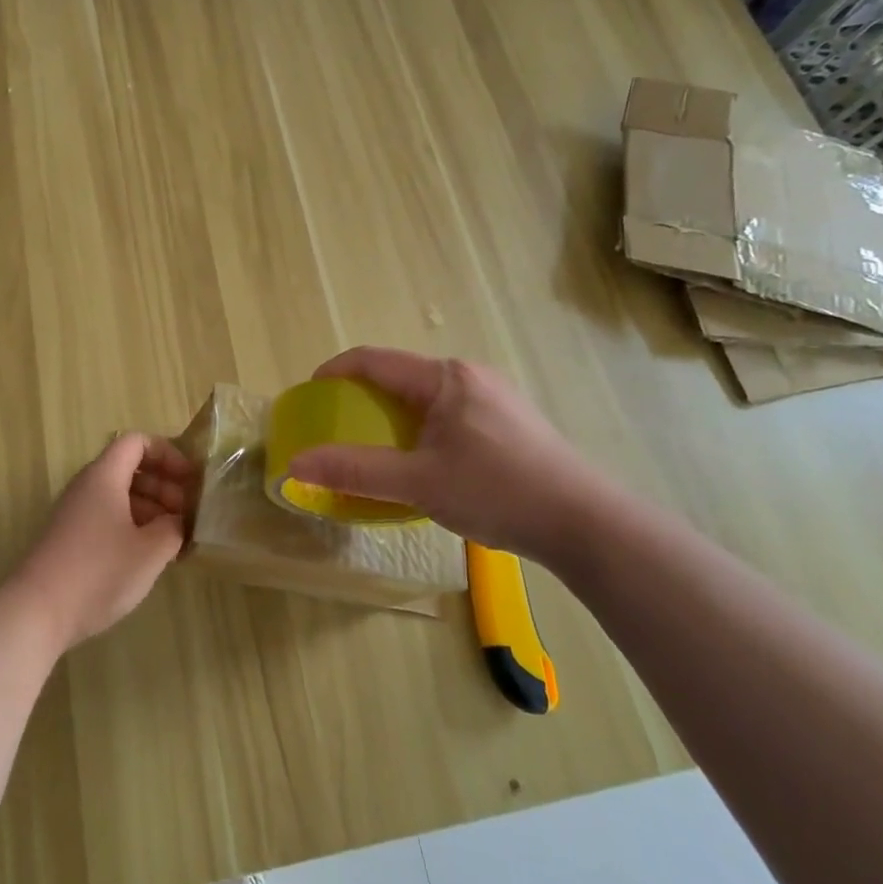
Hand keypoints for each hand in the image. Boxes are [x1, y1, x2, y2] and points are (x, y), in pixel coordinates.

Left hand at [8, 433, 191, 651]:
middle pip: (130, 468)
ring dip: (151, 508)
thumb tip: (177, 521)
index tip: (190, 480)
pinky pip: (107, 517)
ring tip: (174, 539)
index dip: (167, 454)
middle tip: (187, 514)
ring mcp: (75, 512)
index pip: (137, 442)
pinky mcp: (70, 538)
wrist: (37, 611)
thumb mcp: (150, 551)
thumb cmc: (99, 572)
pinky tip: (148, 556)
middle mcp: (87, 486)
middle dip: (163, 485)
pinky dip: (132, 526)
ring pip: (119, 495)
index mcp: (104, 476)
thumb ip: (173, 528)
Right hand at [285, 347, 616, 565]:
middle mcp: (468, 376)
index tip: (310, 395)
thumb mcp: (419, 483)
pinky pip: (447, 413)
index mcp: (444, 378)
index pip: (374, 360)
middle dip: (362, 398)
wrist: (585, 523)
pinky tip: (423, 462)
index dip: (335, 372)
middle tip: (338, 429)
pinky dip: (419, 428)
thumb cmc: (497, 492)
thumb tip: (296, 463)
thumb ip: (356, 470)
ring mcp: (493, 397)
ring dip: (392, 416)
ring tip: (375, 449)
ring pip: (424, 397)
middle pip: (399, 376)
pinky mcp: (508, 421)